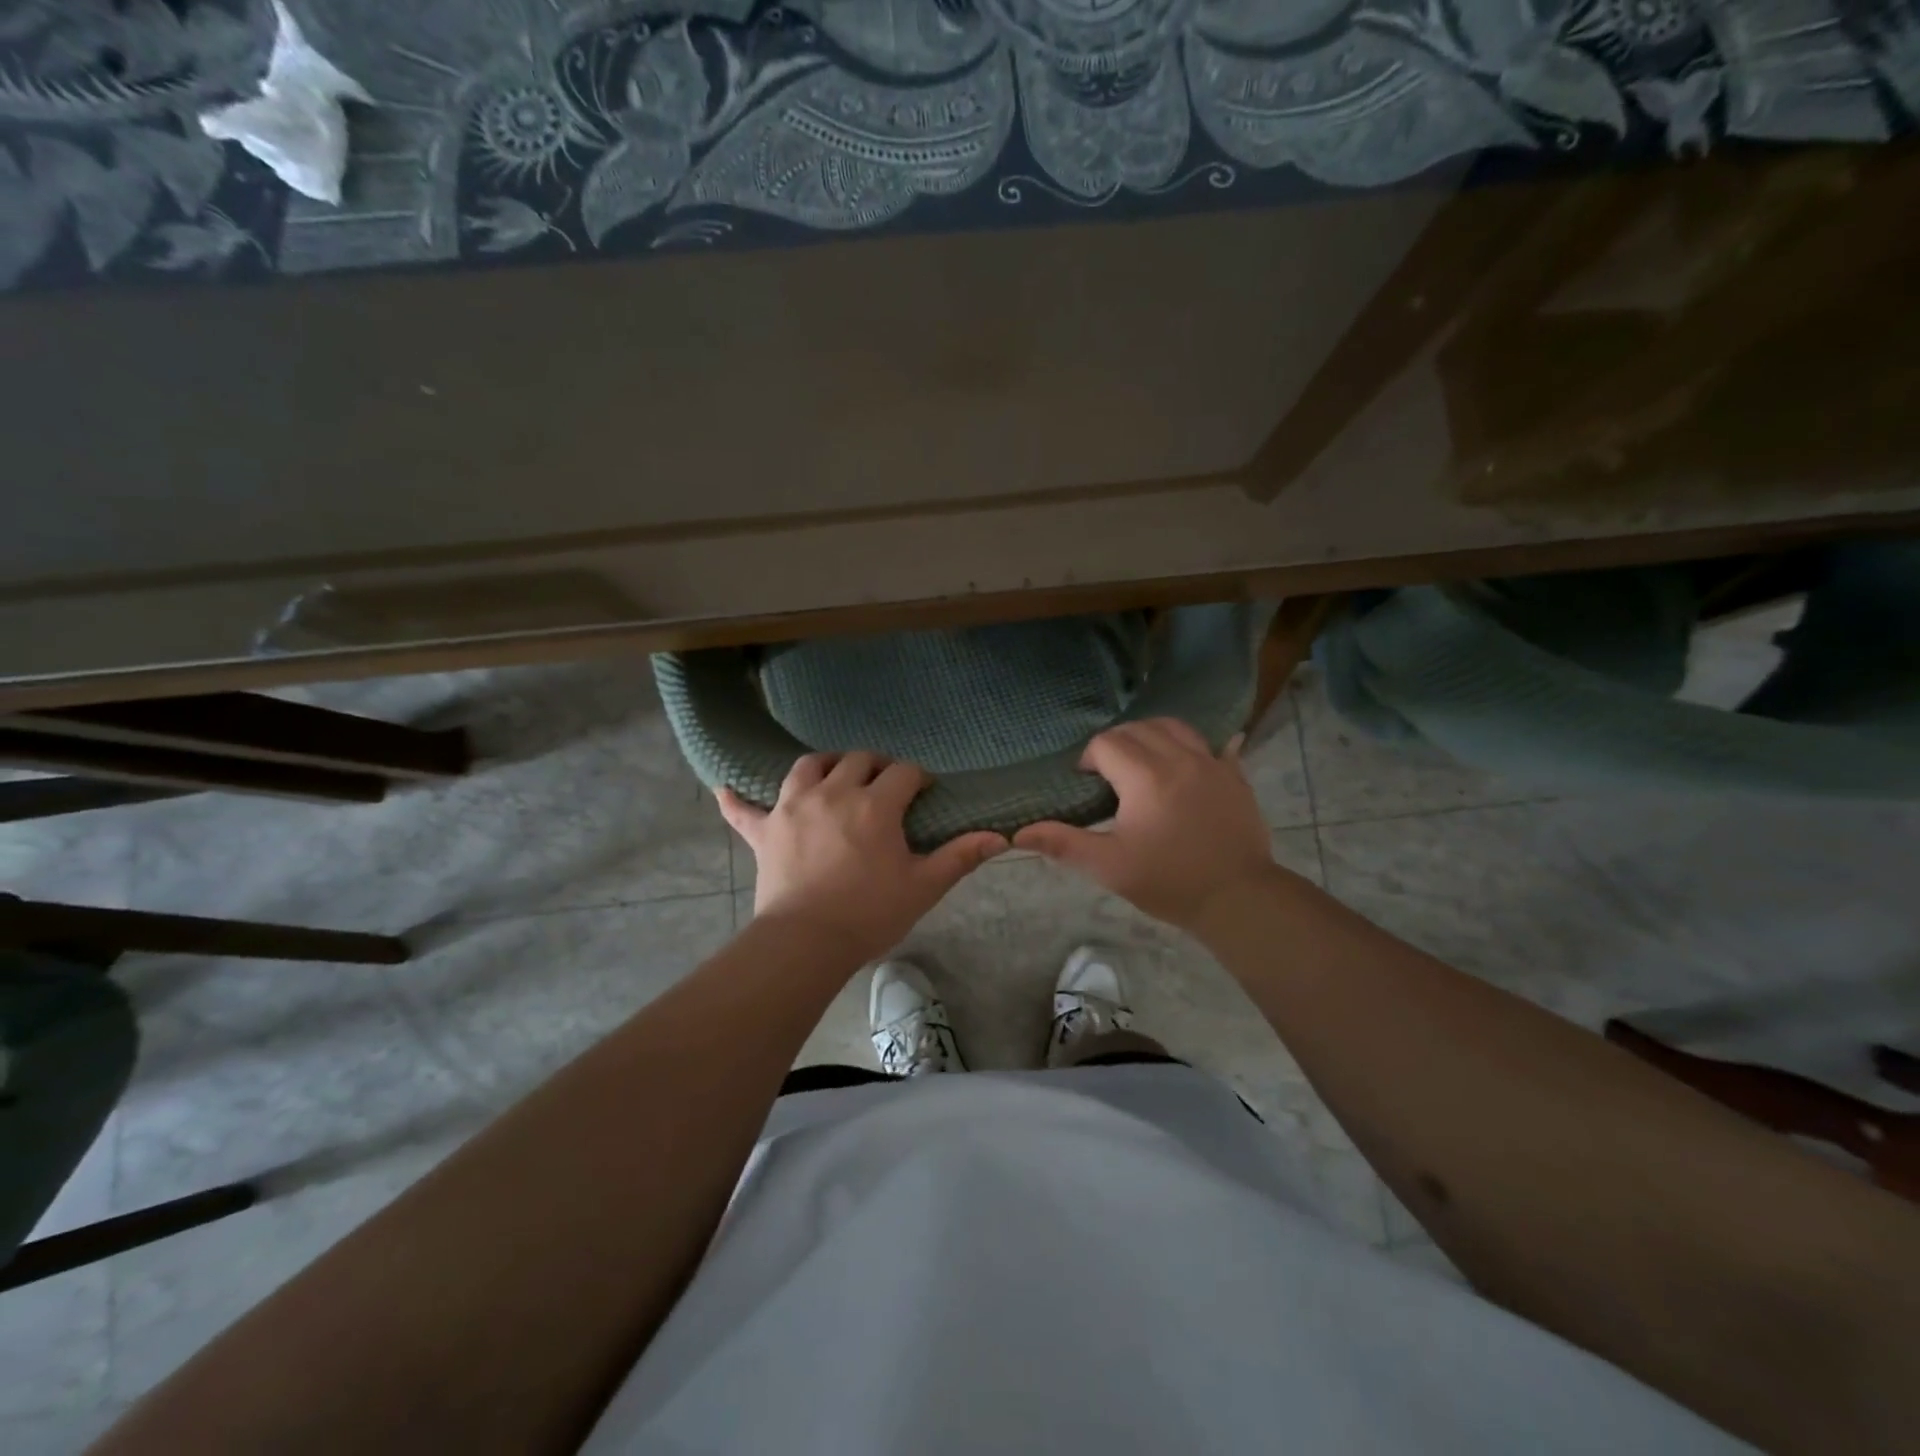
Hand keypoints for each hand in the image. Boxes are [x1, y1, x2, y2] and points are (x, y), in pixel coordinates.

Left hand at [718, 752, 1006, 963]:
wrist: (807, 942)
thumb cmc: (870, 913)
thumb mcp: (923, 886)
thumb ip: (960, 856)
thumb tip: (1001, 837)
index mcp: (875, 804)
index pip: (904, 773)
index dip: (918, 778)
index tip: (925, 792)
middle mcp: (833, 792)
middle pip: (858, 760)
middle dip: (877, 766)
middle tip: (886, 786)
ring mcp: (793, 807)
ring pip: (807, 766)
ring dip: (824, 764)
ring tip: (834, 775)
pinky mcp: (764, 830)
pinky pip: (743, 809)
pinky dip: (736, 798)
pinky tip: (724, 789)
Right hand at [1013, 719, 1273, 932]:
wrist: (1238, 898)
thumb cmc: (1168, 882)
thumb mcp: (1109, 866)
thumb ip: (1063, 843)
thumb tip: (1017, 834)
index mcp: (1145, 777)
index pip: (1106, 744)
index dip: (1089, 759)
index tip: (1086, 784)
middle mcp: (1179, 758)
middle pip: (1138, 728)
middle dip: (1116, 743)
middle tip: (1108, 774)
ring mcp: (1211, 763)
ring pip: (1174, 727)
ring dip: (1150, 735)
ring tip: (1142, 762)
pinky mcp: (1234, 775)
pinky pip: (1212, 744)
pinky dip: (1193, 746)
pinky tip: (1187, 763)